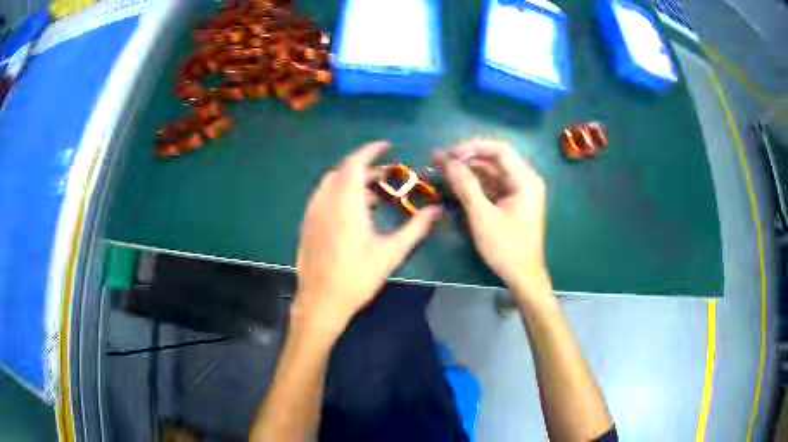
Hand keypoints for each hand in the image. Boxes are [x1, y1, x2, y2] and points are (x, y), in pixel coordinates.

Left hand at [295, 141, 441, 333]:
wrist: (321, 302)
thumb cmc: (357, 277)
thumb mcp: (391, 253)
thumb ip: (416, 228)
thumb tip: (437, 211)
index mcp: (345, 203)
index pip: (355, 163)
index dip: (370, 151)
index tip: (386, 147)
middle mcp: (325, 201)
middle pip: (344, 172)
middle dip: (365, 168)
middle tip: (387, 177)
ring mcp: (312, 213)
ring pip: (331, 184)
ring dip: (352, 182)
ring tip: (373, 197)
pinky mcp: (307, 224)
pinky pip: (323, 197)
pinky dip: (340, 193)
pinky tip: (353, 214)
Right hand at [436, 138, 549, 299]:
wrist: (523, 276)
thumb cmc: (506, 247)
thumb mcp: (482, 216)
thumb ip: (465, 186)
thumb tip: (447, 161)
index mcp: (525, 180)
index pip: (499, 149)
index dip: (473, 147)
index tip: (450, 154)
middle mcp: (525, 180)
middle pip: (495, 159)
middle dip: (468, 158)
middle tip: (441, 160)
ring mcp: (520, 191)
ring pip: (492, 172)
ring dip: (469, 170)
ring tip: (443, 168)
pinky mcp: (513, 202)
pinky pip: (493, 185)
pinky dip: (476, 184)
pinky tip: (457, 182)